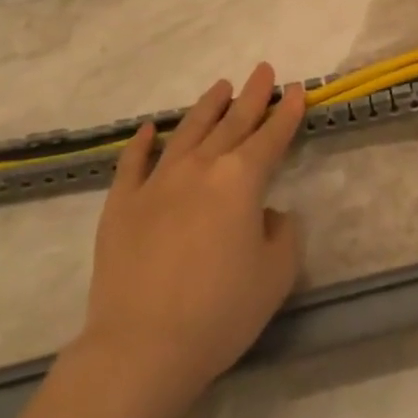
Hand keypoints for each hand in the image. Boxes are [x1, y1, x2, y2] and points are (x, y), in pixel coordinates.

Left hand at [72, 62, 305, 417]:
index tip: (296, 90)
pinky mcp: (121, 205)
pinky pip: (132, 163)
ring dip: (206, 107)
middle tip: (263, 70)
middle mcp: (200, 168)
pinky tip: (150, 128)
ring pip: (187, 133)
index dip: (286, 113)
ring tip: (220, 86)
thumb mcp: (276, 274)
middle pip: (231, 123)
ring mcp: (156, 183)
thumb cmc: (221, 312)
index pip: (270, 137)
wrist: (142, 348)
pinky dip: (142, 143)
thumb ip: (280, 232)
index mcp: (240, 180)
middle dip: (251, 96)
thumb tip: (263, 213)